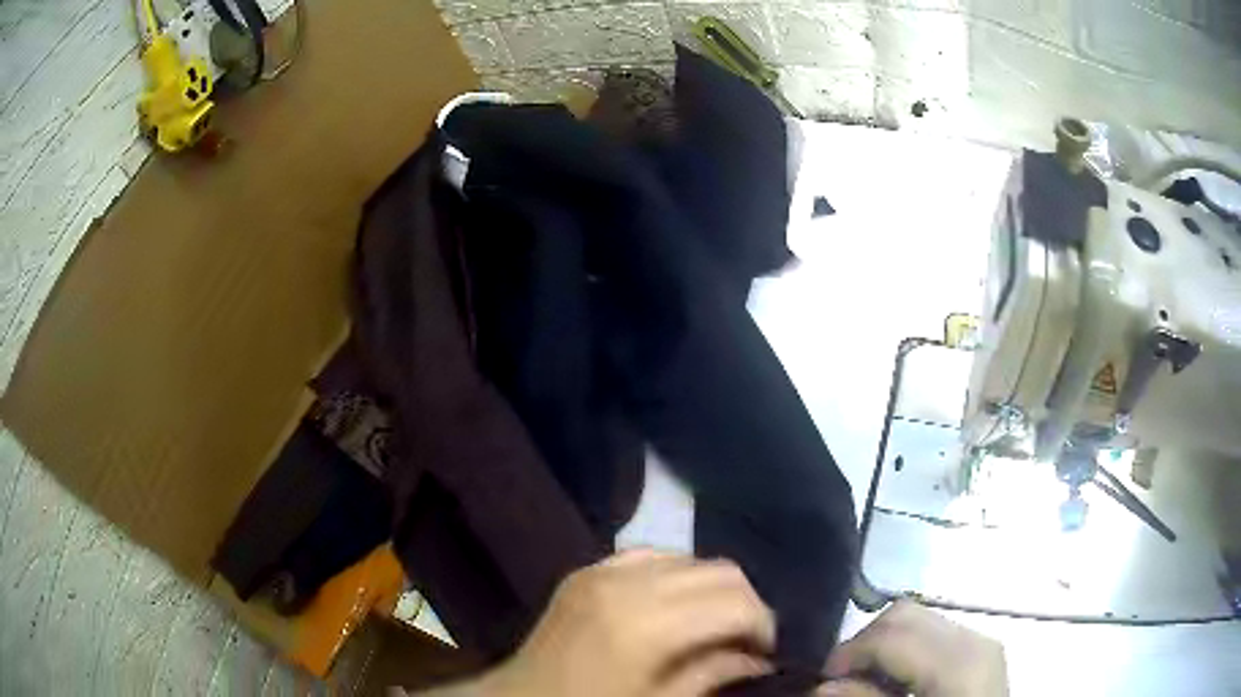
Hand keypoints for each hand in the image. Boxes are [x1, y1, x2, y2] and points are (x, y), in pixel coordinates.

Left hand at [453, 549, 775, 696]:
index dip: (763, 625)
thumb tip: (757, 658)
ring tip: (712, 625)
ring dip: (712, 589)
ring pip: (690, 557)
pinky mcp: (586, 569)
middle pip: (721, 570)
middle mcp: (627, 581)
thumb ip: (712, 675)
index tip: (767, 652)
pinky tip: (673, 608)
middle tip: (747, 641)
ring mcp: (602, 569)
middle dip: (745, 604)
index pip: (735, 602)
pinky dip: (676, 576)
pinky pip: (650, 555)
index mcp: (646, 623)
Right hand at [817, 600, 1006, 696]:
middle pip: (906, 615)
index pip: (892, 633)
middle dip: (864, 642)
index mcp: (959, 662)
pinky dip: (907, 649)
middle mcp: (974, 639)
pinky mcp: (981, 649)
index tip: (821, 680)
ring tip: (867, 680)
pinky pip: (935, 633)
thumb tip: (821, 686)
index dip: (848, 652)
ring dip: (884, 644)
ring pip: (919, 619)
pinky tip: (898, 680)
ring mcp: (982, 640)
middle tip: (840, 679)